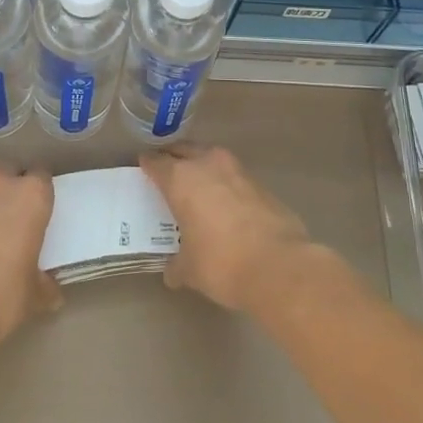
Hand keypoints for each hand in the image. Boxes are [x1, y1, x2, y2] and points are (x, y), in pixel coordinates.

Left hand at [0, 167, 61, 347]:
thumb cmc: (0, 295)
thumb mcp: (34, 295)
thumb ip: (44, 283)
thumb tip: (48, 289)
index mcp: (30, 196)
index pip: (42, 178)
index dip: (41, 196)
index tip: (40, 215)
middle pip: (9, 175)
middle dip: (11, 193)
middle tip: (14, 223)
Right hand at [140, 147, 316, 311]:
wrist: (279, 265)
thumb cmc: (221, 262)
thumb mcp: (190, 270)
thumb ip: (177, 265)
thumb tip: (173, 271)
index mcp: (181, 179)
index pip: (156, 163)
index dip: (148, 165)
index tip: (143, 168)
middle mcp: (207, 165)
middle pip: (184, 150)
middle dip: (174, 158)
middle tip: (167, 170)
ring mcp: (237, 170)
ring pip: (211, 158)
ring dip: (202, 166)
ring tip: (197, 185)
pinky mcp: (260, 184)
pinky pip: (233, 176)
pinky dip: (225, 184)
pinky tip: (225, 204)